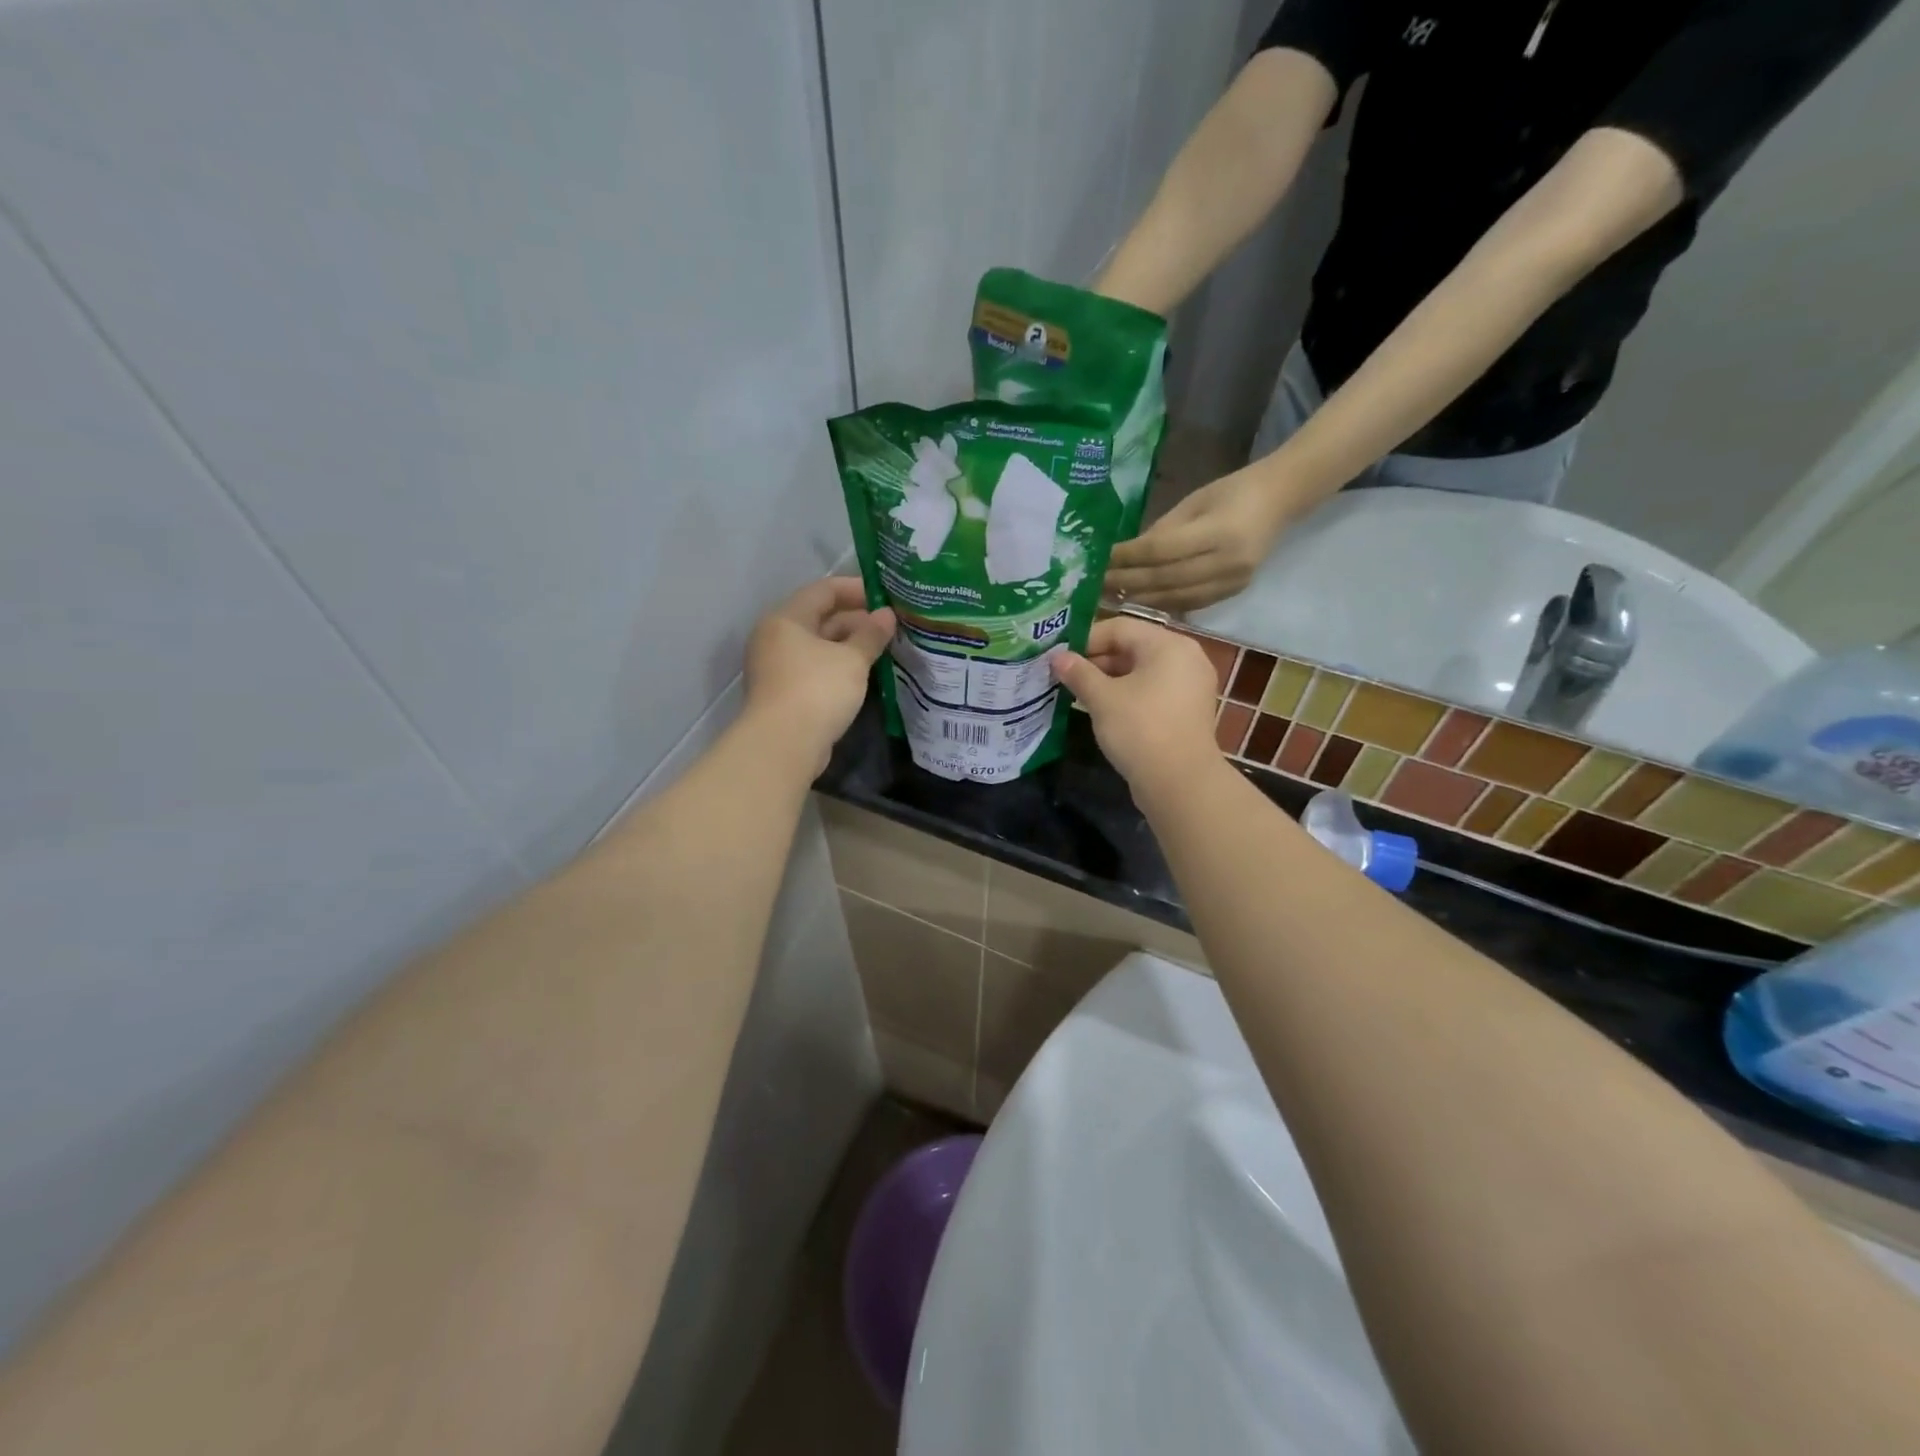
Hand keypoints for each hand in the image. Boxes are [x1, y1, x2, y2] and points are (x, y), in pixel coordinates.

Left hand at [744, 577, 894, 771]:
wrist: (784, 745)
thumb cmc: (817, 690)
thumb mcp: (851, 660)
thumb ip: (871, 635)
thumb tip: (887, 615)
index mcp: (787, 619)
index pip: (823, 590)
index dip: (856, 589)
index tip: (886, 596)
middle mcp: (776, 638)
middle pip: (819, 618)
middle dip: (856, 620)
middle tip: (890, 626)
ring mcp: (777, 667)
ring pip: (818, 646)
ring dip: (849, 645)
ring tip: (883, 648)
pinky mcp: (784, 693)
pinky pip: (815, 669)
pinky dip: (838, 667)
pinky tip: (864, 674)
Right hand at [1050, 616, 1221, 795]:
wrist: (1180, 783)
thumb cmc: (1140, 730)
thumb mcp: (1102, 698)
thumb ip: (1078, 673)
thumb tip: (1056, 657)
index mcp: (1168, 645)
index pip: (1120, 628)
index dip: (1085, 640)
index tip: (1059, 657)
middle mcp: (1186, 658)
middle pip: (1133, 648)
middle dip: (1096, 661)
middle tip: (1065, 677)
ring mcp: (1190, 686)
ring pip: (1142, 672)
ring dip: (1109, 680)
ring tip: (1079, 694)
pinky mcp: (1187, 711)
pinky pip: (1153, 691)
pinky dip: (1128, 695)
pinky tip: (1104, 710)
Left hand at [1104, 463, 1292, 611]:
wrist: (1280, 500)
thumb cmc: (1231, 491)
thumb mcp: (1193, 502)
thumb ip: (1161, 531)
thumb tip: (1126, 556)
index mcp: (1219, 531)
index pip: (1161, 550)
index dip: (1128, 558)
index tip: (1101, 560)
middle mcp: (1227, 561)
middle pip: (1165, 579)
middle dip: (1127, 583)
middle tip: (1096, 586)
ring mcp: (1232, 581)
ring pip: (1175, 598)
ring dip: (1140, 599)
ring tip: (1111, 597)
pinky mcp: (1234, 593)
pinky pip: (1190, 604)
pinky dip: (1162, 604)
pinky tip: (1140, 602)